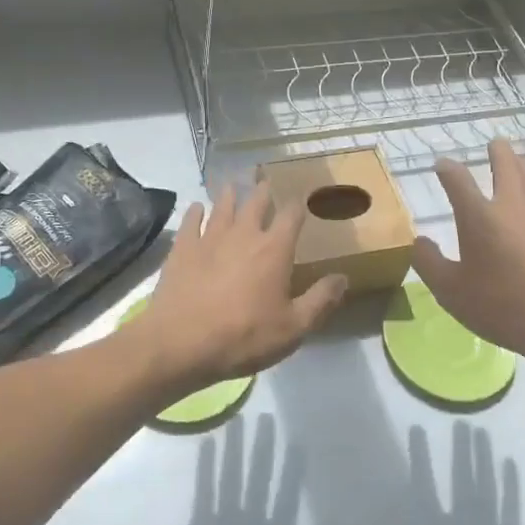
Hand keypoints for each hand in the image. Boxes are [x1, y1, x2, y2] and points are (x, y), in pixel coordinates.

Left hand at [134, 186, 348, 392]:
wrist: (181, 343)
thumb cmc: (244, 336)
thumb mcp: (294, 328)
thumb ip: (320, 300)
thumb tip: (343, 277)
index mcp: (274, 250)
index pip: (291, 216)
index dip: (298, 206)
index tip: (301, 199)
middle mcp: (244, 234)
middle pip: (255, 203)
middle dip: (263, 192)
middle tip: (264, 182)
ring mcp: (209, 238)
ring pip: (222, 207)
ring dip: (229, 195)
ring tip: (232, 186)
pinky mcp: (182, 249)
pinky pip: (191, 221)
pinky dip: (196, 212)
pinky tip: (197, 207)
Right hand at [413, 140, 524, 371]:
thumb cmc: (500, 306)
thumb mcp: (450, 291)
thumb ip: (429, 263)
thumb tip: (420, 242)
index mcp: (479, 216)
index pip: (457, 179)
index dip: (447, 169)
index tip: (442, 166)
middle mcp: (512, 204)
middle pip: (507, 164)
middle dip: (498, 152)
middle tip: (495, 145)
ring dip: (523, 166)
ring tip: (519, 164)